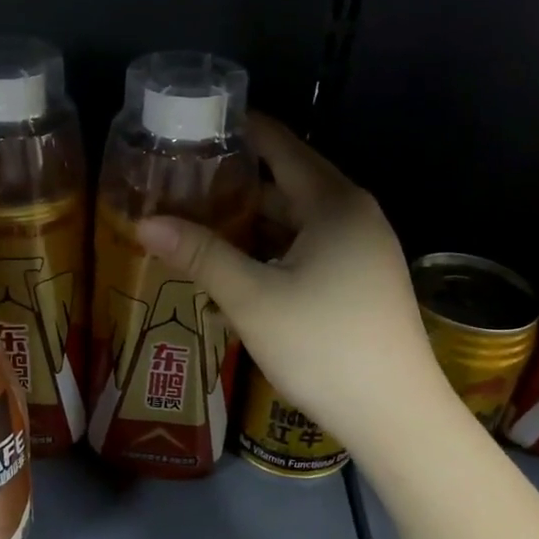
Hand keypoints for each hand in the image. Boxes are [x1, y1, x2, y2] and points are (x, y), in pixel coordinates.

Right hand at [134, 116, 442, 449]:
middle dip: (238, 183)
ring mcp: (365, 252)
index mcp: (334, 203)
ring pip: (298, 223)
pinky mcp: (364, 284)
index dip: (243, 130)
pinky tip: (240, 270)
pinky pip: (311, 251)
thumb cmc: (322, 345)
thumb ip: (200, 254)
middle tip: (184, 184)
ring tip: (201, 225)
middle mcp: (356, 216)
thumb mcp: (252, 298)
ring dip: (254, 223)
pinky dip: (274, 252)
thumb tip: (145, 222)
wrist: (394, 415)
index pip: (282, 147)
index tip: (198, 124)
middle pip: (289, 184)